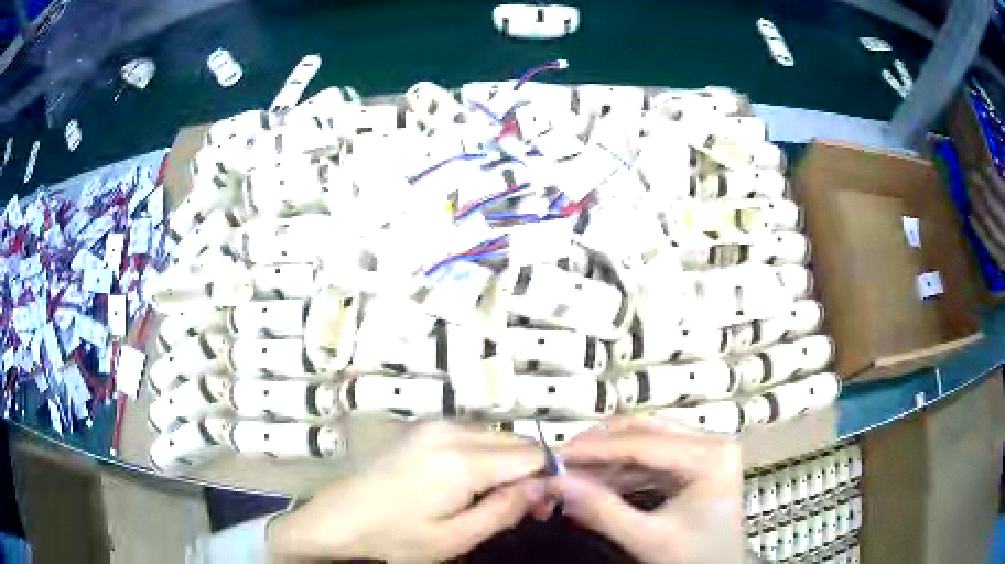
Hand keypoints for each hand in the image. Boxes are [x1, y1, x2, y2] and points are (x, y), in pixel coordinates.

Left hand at [268, 421, 546, 562]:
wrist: (338, 518)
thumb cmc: (396, 537)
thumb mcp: (455, 538)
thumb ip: (505, 510)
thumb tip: (545, 486)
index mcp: (460, 460)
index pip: (532, 454)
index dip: (549, 477)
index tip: (545, 505)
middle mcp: (450, 429)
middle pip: (515, 441)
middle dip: (529, 470)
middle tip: (523, 507)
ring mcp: (433, 423)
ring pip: (495, 436)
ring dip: (508, 462)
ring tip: (495, 497)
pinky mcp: (422, 426)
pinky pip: (472, 434)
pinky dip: (485, 454)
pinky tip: (471, 482)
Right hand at [548, 417, 744, 563]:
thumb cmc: (694, 557)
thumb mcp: (648, 539)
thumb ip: (602, 511)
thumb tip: (555, 482)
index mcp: (711, 456)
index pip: (644, 444)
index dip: (596, 449)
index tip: (554, 456)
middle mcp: (710, 441)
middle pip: (644, 431)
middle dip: (599, 447)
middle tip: (559, 462)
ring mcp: (703, 450)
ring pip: (643, 441)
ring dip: (605, 459)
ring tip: (569, 474)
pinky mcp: (692, 463)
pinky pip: (649, 459)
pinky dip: (619, 470)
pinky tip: (593, 482)